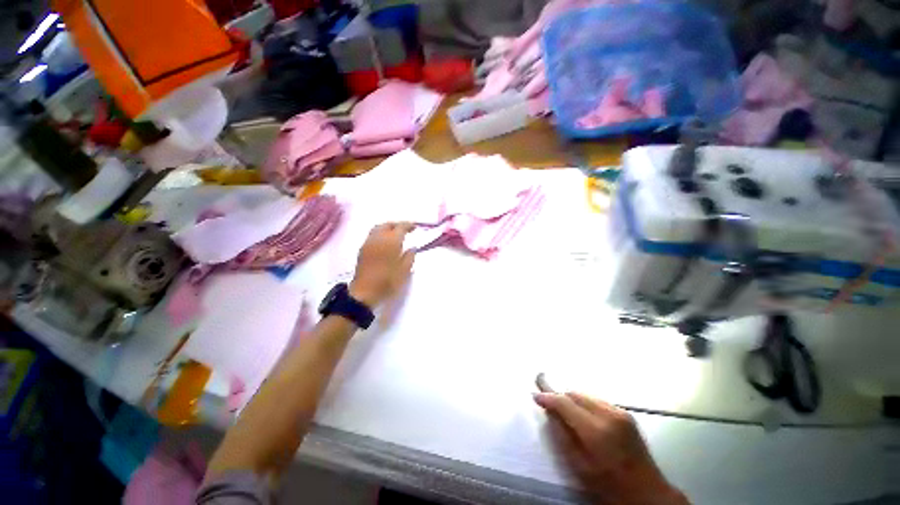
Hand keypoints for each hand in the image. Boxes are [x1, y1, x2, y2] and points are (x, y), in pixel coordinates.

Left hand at [350, 222, 415, 307]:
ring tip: (394, 236)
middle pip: (387, 225)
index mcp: (391, 241)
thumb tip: (412, 248)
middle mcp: (379, 238)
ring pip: (378, 229)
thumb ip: (410, 257)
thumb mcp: (404, 272)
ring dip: (387, 228)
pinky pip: (372, 236)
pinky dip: (379, 235)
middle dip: (396, 225)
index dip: (408, 225)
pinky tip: (384, 244)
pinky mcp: (362, 250)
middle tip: (404, 230)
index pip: (401, 227)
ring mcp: (368, 243)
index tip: (415, 227)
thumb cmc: (387, 282)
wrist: (364, 292)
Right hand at [534, 392, 687, 504]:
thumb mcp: (578, 466)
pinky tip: (581, 415)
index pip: (568, 404)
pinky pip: (602, 403)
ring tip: (559, 407)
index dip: (549, 397)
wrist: (641, 487)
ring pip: (592, 397)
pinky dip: (588, 405)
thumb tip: (552, 417)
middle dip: (561, 395)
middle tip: (543, 397)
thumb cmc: (606, 483)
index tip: (534, 395)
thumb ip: (564, 439)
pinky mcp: (629, 417)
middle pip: (580, 395)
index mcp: (596, 429)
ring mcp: (623, 413)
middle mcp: (611, 414)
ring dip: (574, 399)